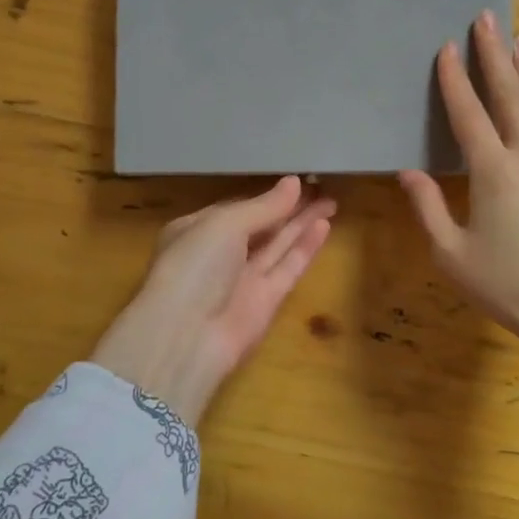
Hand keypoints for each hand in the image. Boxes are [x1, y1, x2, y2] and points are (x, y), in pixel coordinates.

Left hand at [89, 176, 334, 425]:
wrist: (187, 337)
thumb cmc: (195, 266)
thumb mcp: (224, 224)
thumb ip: (264, 206)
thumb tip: (294, 182)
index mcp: (197, 230)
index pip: (237, 208)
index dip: (265, 196)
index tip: (295, 180)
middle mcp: (220, 254)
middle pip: (261, 226)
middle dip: (289, 207)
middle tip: (321, 186)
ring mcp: (243, 279)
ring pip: (278, 245)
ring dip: (302, 223)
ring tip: (331, 200)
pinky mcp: (266, 302)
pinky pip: (288, 267)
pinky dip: (305, 247)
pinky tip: (324, 225)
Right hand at [398, 11, 518, 373]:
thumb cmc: (510, 286)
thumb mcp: (453, 254)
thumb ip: (428, 208)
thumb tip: (408, 172)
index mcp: (494, 170)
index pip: (469, 113)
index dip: (455, 79)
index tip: (447, 45)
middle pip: (510, 93)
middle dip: (494, 54)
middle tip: (486, 17)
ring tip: (517, 39)